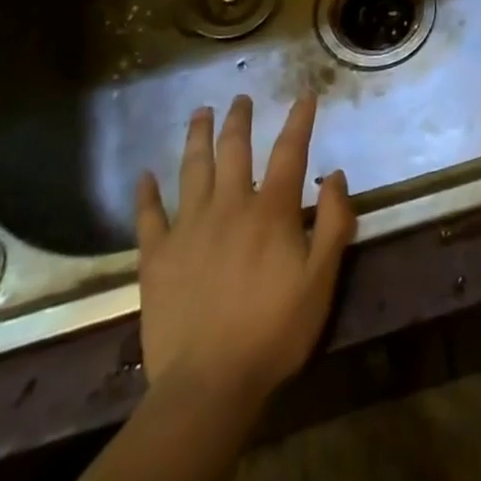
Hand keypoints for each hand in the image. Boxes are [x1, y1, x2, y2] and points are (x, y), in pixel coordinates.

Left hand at [134, 94, 354, 418]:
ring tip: (200, 112)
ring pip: (192, 169)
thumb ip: (333, 223)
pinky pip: (148, 216)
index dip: (299, 120)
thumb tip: (336, 175)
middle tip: (240, 97)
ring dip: (197, 136)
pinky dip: (146, 194)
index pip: (289, 151)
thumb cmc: (273, 332)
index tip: (304, 95)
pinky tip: (144, 176)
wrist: (208, 385)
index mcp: (270, 210)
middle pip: (234, 150)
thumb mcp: (321, 280)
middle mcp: (229, 206)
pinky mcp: (157, 257)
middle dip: (239, 119)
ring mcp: (188, 228)